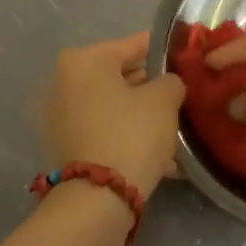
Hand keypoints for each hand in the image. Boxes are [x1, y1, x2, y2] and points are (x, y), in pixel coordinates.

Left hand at [41, 32, 184, 196]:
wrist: (97, 200)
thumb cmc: (131, 133)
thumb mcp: (164, 98)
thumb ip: (171, 80)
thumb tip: (168, 84)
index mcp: (84, 60)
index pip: (134, 44)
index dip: (164, 52)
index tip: (185, 59)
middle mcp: (64, 82)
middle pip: (120, 76)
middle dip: (151, 87)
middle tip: (182, 97)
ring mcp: (60, 117)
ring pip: (113, 107)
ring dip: (141, 115)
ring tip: (175, 127)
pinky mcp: (65, 147)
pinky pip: (104, 130)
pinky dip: (127, 135)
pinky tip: (159, 152)